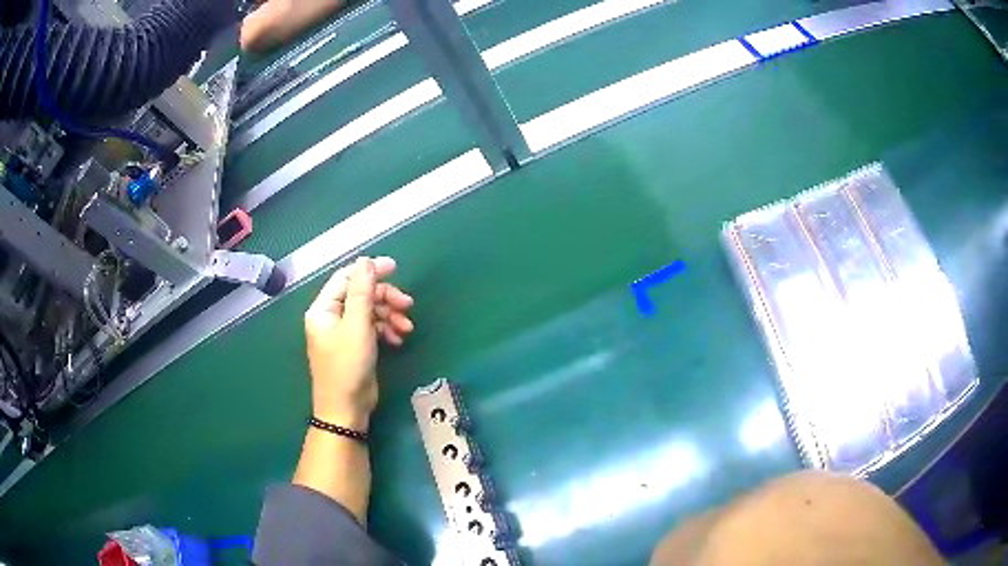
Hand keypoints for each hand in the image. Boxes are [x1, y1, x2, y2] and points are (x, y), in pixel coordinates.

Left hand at [304, 257, 413, 428]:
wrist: (346, 410)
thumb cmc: (347, 367)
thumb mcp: (357, 327)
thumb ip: (362, 292)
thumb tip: (366, 260)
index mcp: (323, 309)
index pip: (346, 278)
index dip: (370, 270)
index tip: (395, 268)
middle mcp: (331, 316)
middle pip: (361, 294)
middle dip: (385, 298)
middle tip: (408, 305)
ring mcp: (343, 332)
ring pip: (370, 311)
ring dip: (390, 315)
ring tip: (407, 328)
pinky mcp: (356, 345)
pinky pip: (372, 328)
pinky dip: (387, 330)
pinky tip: (398, 340)